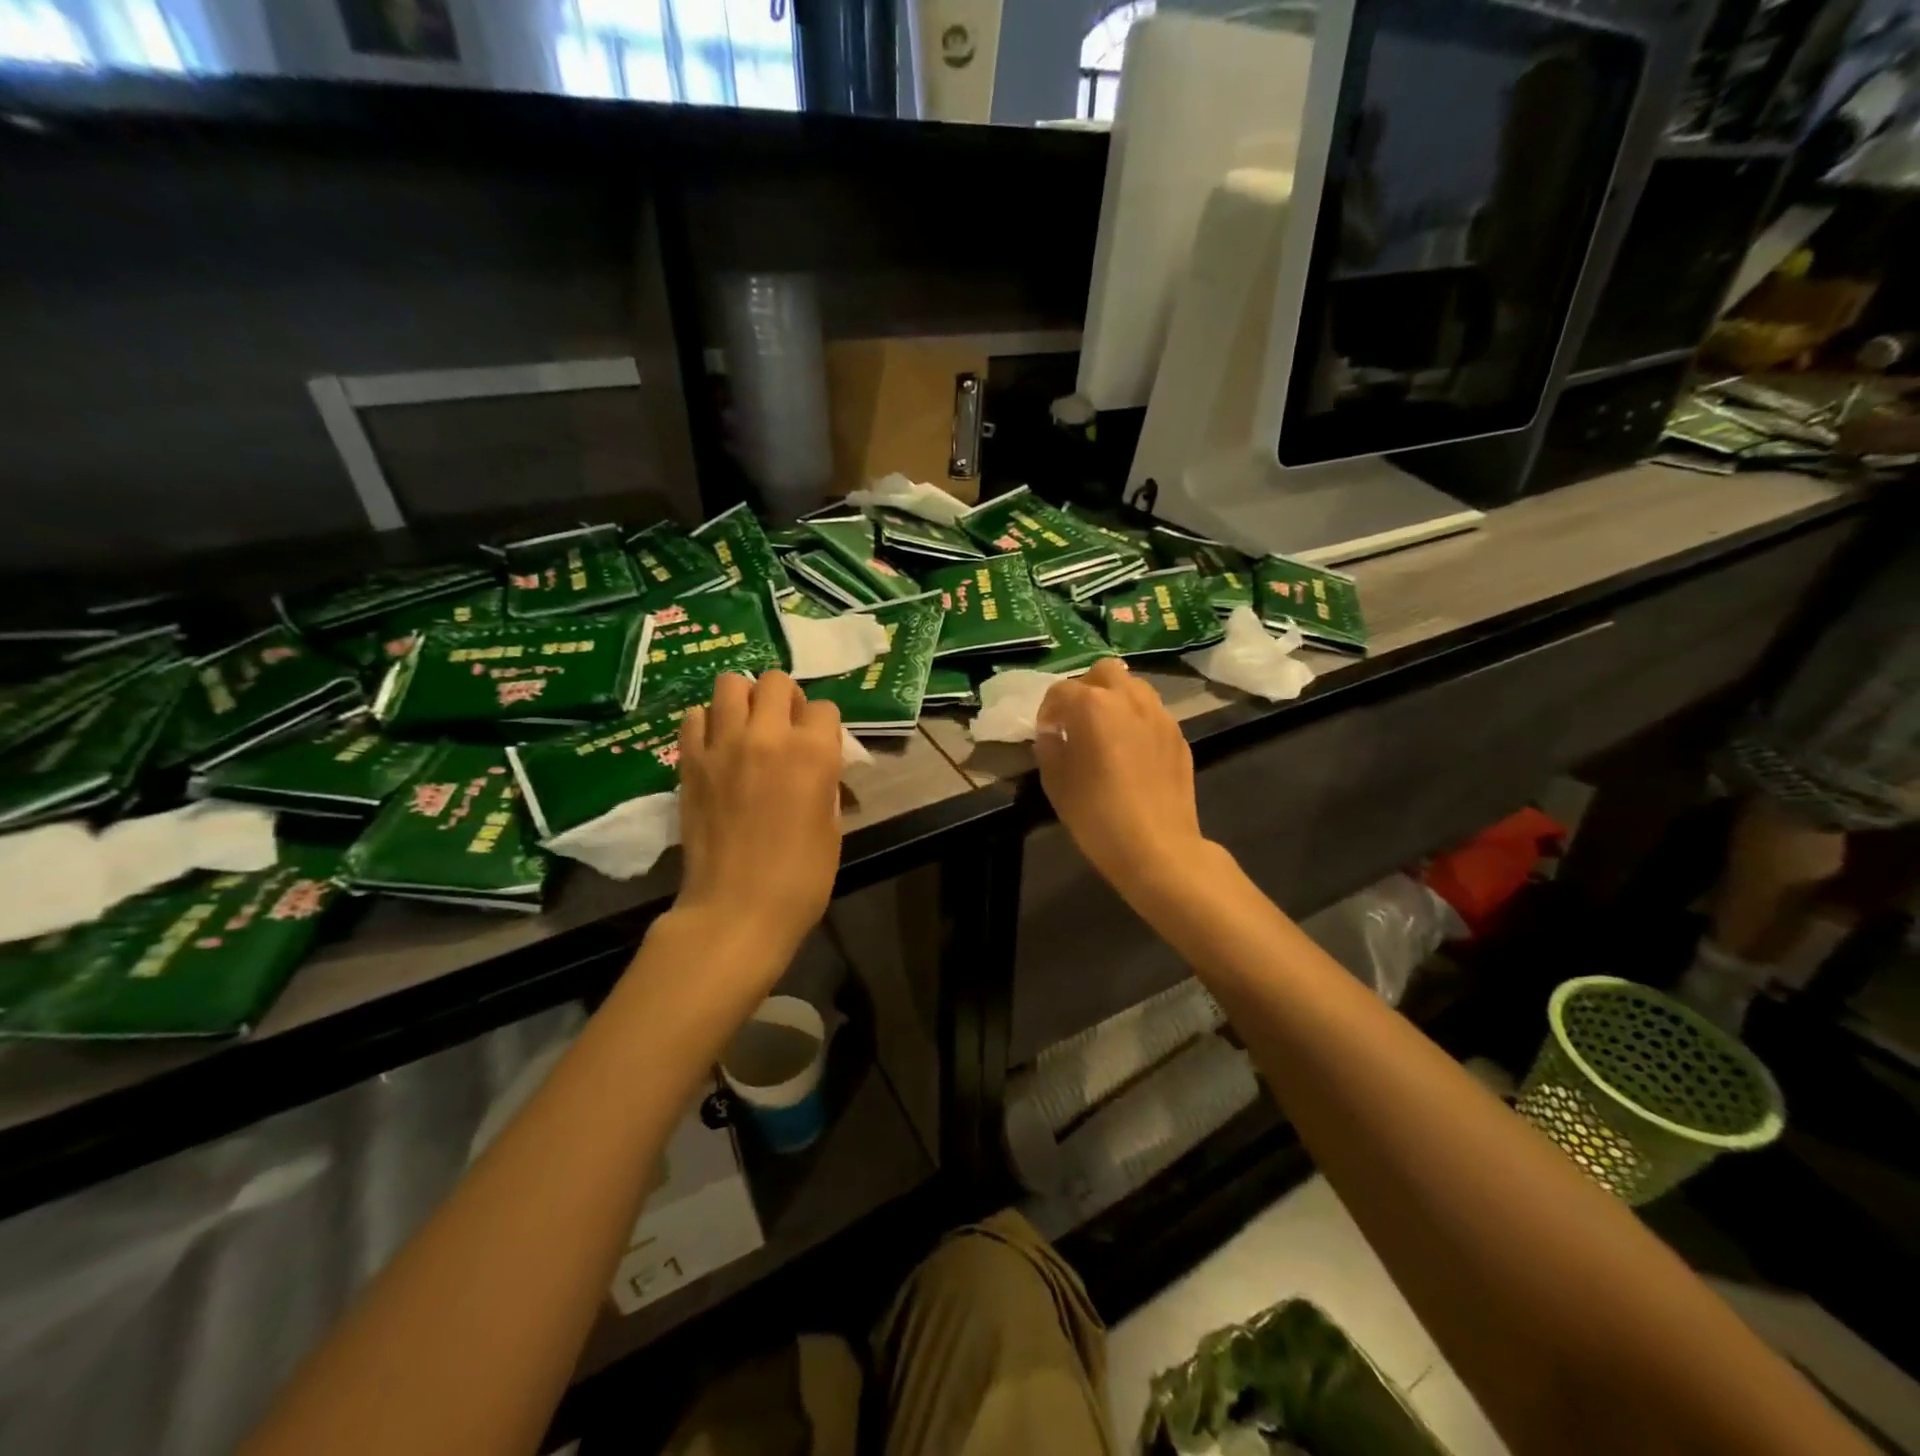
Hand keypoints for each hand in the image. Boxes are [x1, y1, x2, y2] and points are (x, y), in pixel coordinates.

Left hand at [675, 671, 843, 961]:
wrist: (737, 910)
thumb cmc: (800, 877)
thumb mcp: (832, 827)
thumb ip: (825, 783)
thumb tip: (817, 767)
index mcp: (813, 753)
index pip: (825, 708)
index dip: (824, 727)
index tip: (819, 747)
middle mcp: (768, 736)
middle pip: (775, 681)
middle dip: (785, 698)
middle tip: (783, 726)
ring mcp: (723, 745)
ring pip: (730, 684)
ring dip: (744, 699)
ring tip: (746, 727)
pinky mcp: (690, 762)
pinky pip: (694, 717)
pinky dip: (707, 723)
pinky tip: (716, 746)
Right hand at [1034, 658, 1209, 903]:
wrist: (1158, 848)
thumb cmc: (1097, 816)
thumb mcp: (1056, 783)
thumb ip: (1049, 748)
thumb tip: (1052, 734)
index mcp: (1092, 705)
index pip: (1060, 691)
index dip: (1047, 711)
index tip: (1046, 733)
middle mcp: (1129, 699)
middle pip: (1103, 672)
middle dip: (1086, 689)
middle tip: (1077, 721)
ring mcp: (1159, 715)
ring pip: (1134, 688)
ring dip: (1115, 700)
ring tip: (1106, 733)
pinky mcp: (1179, 735)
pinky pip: (1152, 713)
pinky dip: (1136, 721)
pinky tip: (1131, 753)